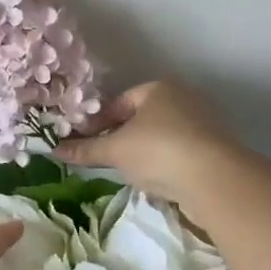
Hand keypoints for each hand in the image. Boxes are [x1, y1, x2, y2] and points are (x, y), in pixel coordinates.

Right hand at [53, 78, 245, 206]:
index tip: (82, 142)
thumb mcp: (115, 150)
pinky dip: (164, 164)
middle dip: (120, 137)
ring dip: (142, 152)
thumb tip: (55, 150)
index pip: (118, 102)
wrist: (214, 179)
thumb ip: (86, 150)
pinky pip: (179, 153)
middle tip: (103, 157)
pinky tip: (154, 181)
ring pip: (161, 137)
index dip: (97, 122)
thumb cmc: (158, 151)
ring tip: (127, 172)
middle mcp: (183, 98)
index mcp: (158, 88)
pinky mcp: (215, 149)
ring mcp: (203, 123)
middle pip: (141, 118)